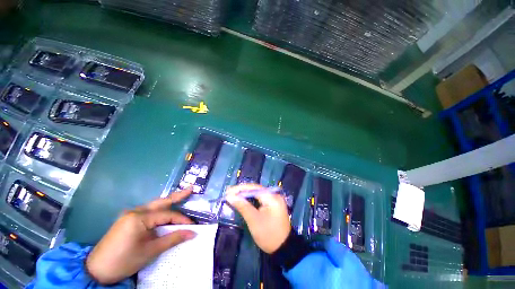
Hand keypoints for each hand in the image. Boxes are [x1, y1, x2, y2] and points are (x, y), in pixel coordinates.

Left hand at [86, 189, 195, 283]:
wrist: (96, 270)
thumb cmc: (124, 261)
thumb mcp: (150, 251)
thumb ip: (173, 239)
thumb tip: (192, 233)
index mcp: (139, 217)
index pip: (167, 215)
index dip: (182, 220)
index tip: (192, 226)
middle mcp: (135, 211)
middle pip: (161, 201)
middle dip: (177, 196)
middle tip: (191, 188)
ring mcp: (130, 214)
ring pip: (154, 205)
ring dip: (169, 202)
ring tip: (182, 196)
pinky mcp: (128, 220)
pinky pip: (148, 211)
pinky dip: (160, 210)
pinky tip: (165, 211)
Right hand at [226, 184, 290, 253]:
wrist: (284, 249)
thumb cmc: (268, 235)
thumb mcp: (254, 221)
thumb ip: (242, 206)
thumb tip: (230, 196)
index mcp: (272, 197)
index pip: (254, 188)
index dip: (240, 189)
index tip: (228, 191)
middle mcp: (274, 195)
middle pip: (255, 189)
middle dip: (242, 191)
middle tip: (228, 193)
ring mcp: (274, 200)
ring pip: (257, 194)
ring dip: (245, 195)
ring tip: (233, 195)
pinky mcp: (272, 205)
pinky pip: (260, 199)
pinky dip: (251, 199)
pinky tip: (243, 200)